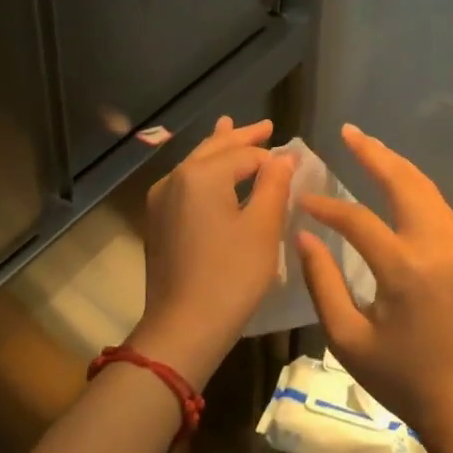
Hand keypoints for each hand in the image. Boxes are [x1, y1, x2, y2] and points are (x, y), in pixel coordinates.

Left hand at [133, 116, 293, 386]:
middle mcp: (175, 178)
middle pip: (214, 149)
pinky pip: (185, 183)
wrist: (183, 327)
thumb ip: (274, 185)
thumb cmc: (230, 277)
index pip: (245, 154)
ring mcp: (161, 199)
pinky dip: (204, 171)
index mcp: (201, 175)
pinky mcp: (157, 221)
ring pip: (196, 163)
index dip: (272, 157)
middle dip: (241, 137)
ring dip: (219, 149)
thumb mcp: (262, 229)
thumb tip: (284, 156)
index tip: (295, 160)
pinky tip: (211, 172)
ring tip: (230, 127)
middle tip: (266, 125)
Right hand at [297, 124, 452, 452]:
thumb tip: (305, 236)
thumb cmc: (402, 380)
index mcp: (405, 270)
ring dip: (399, 167)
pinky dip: (418, 192)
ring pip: (429, 192)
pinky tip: (400, 189)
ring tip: (371, 149)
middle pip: (405, 183)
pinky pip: (443, 213)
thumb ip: (322, 283)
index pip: (358, 219)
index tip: (303, 197)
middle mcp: (439, 248)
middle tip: (349, 132)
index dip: (327, 205)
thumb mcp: (348, 340)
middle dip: (375, 153)